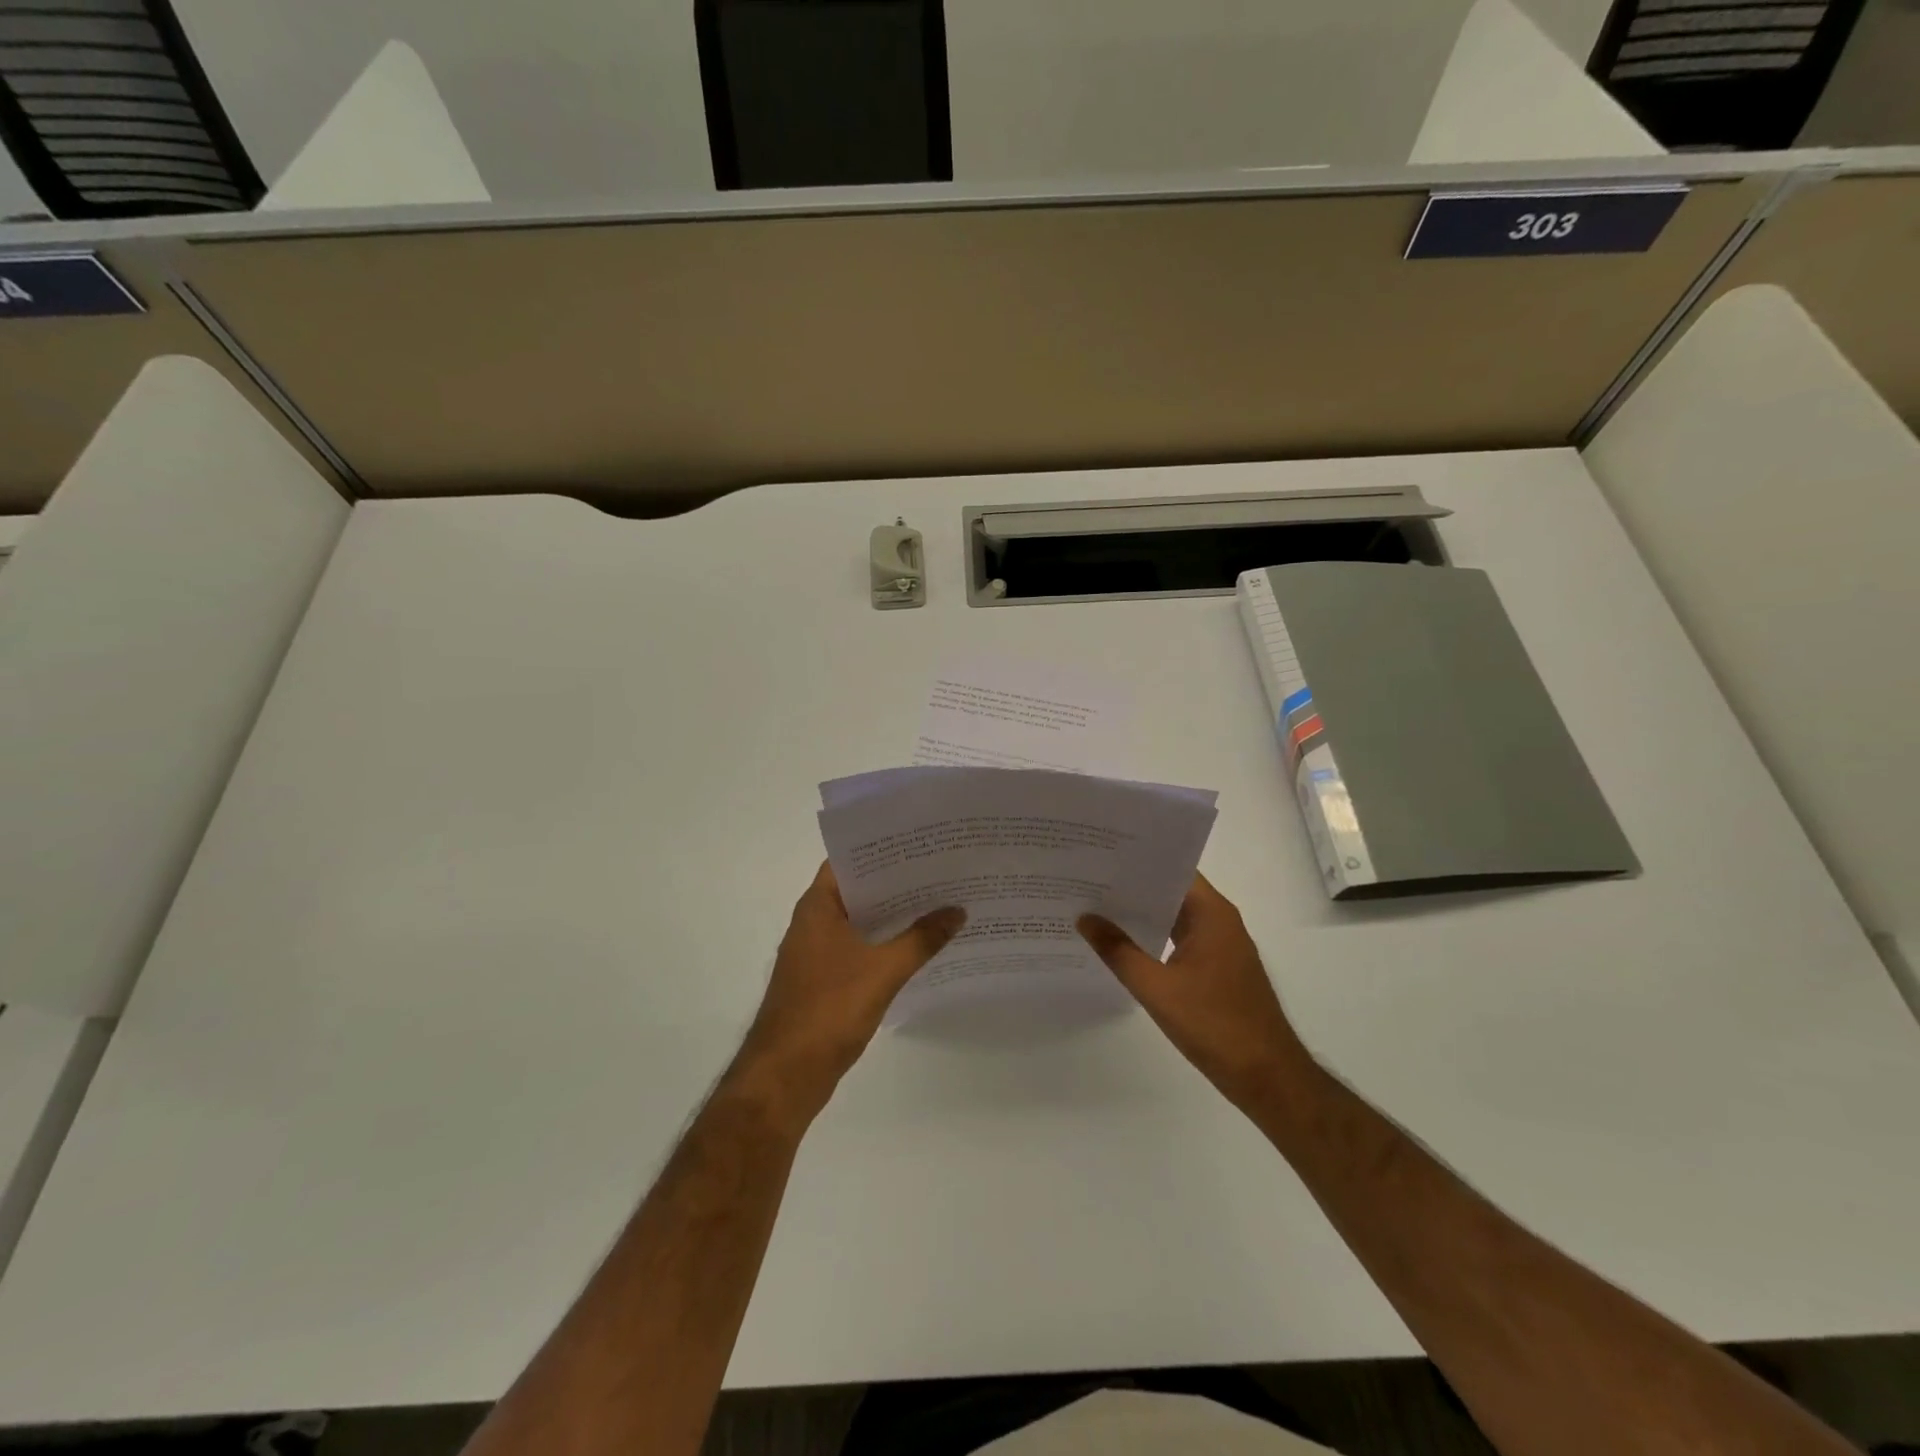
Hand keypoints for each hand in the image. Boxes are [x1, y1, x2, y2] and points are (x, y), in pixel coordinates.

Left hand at [730, 861, 963, 1125]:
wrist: (785, 1075)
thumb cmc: (828, 1009)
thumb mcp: (883, 970)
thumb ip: (922, 939)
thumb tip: (958, 911)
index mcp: (818, 907)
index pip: (850, 860)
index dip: (882, 849)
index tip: (920, 841)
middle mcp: (814, 922)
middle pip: (859, 889)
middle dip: (897, 881)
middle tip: (941, 869)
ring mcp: (817, 952)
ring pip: (861, 921)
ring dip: (894, 915)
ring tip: (940, 901)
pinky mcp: (825, 980)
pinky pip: (860, 949)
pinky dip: (886, 943)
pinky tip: (920, 946)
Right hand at [1078, 874, 1312, 1109]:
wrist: (1267, 1076)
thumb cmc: (1214, 1025)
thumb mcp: (1156, 988)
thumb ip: (1118, 951)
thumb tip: (1085, 918)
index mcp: (1211, 913)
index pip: (1172, 868)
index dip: (1138, 860)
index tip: (1100, 855)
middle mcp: (1219, 920)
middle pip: (1171, 890)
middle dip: (1132, 886)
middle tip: (1086, 879)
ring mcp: (1221, 945)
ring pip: (1175, 916)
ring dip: (1142, 913)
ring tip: (1096, 907)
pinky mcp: (1218, 968)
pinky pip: (1180, 939)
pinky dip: (1154, 937)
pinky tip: (1122, 945)